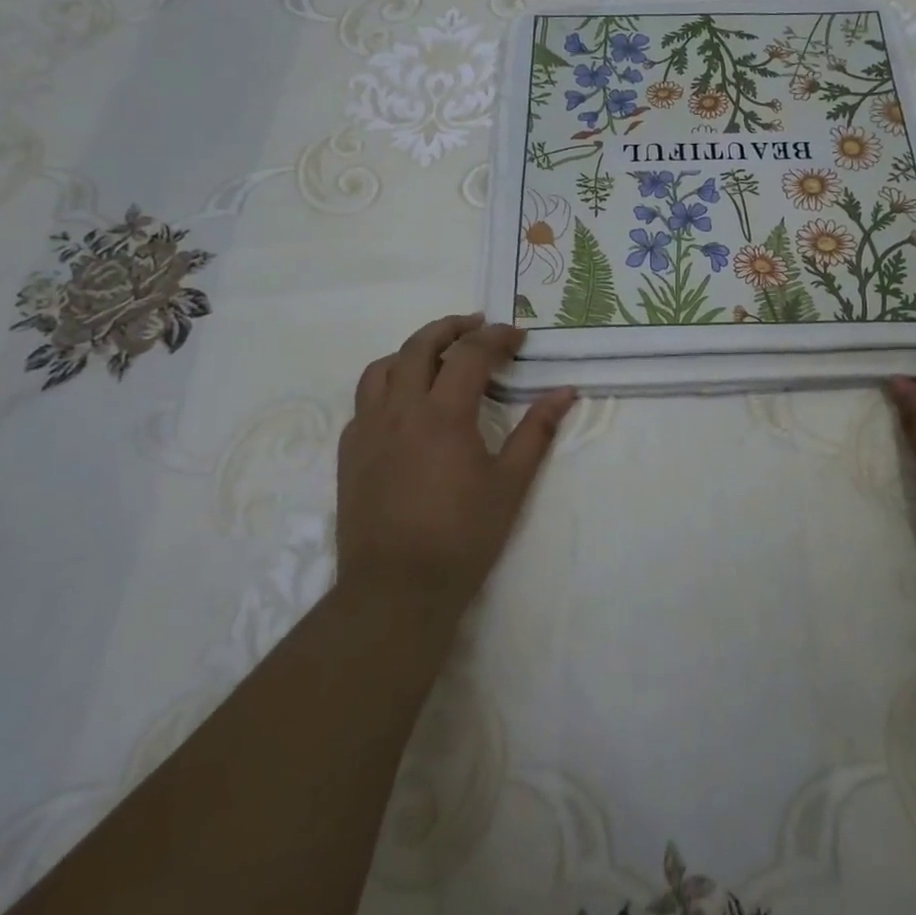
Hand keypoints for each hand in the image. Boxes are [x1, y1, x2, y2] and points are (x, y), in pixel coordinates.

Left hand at [337, 313, 575, 619]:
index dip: (497, 338)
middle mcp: (400, 409)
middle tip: (476, 325)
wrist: (396, 589)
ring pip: (382, 367)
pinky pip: (364, 401)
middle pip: (419, 346)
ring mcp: (368, 429)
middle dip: (451, 327)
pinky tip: (404, 405)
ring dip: (412, 351)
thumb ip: (537, 432)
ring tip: (436, 355)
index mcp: (443, 414)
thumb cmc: (462, 536)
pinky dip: (387, 385)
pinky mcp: (350, 452)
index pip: (470, 354)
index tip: (518, 337)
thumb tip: (565, 392)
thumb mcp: (510, 484)